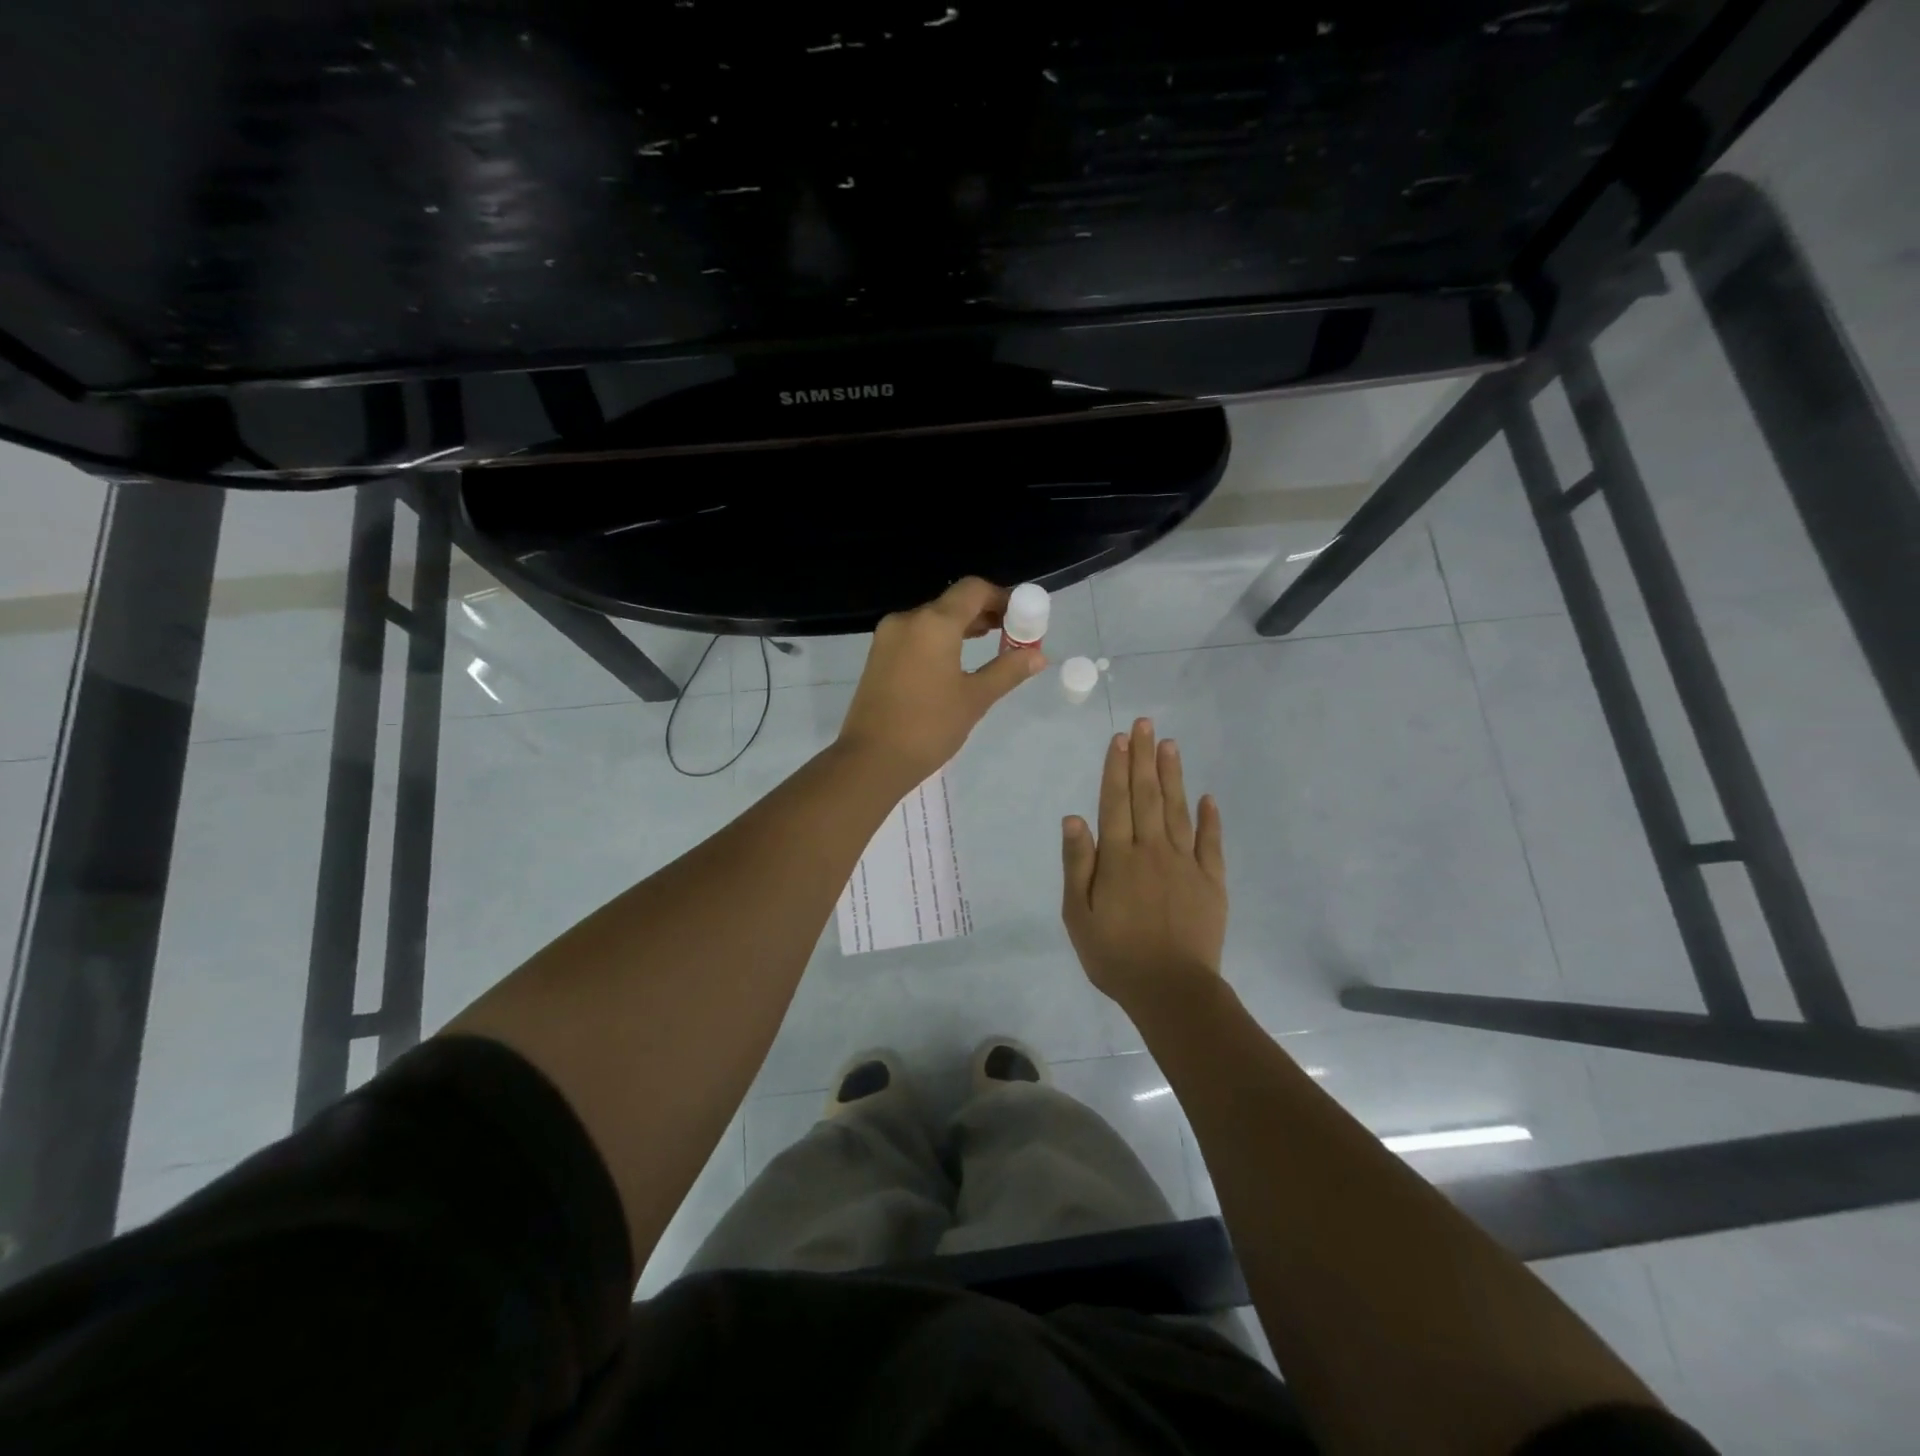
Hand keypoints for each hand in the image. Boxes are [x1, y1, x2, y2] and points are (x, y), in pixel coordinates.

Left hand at [838, 578, 1046, 788]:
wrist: (871, 760)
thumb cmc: (929, 727)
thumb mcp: (975, 698)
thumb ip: (1008, 670)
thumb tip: (1038, 655)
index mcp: (933, 623)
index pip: (973, 589)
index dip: (1002, 598)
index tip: (1021, 618)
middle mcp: (908, 620)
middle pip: (952, 602)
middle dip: (984, 614)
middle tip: (1010, 636)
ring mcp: (888, 637)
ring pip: (932, 619)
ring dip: (961, 627)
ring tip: (989, 648)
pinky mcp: (878, 655)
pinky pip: (916, 635)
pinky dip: (939, 640)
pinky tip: (954, 663)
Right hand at [1062, 717, 1226, 1014]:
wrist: (1171, 990)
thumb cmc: (1115, 955)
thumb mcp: (1078, 915)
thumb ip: (1077, 864)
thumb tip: (1073, 818)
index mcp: (1118, 858)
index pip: (1116, 802)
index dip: (1117, 768)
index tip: (1121, 738)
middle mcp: (1153, 850)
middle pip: (1147, 796)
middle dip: (1144, 758)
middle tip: (1145, 725)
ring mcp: (1186, 864)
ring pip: (1178, 810)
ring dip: (1173, 776)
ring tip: (1170, 745)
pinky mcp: (1211, 882)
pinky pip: (1211, 843)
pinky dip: (1210, 819)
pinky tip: (1208, 798)